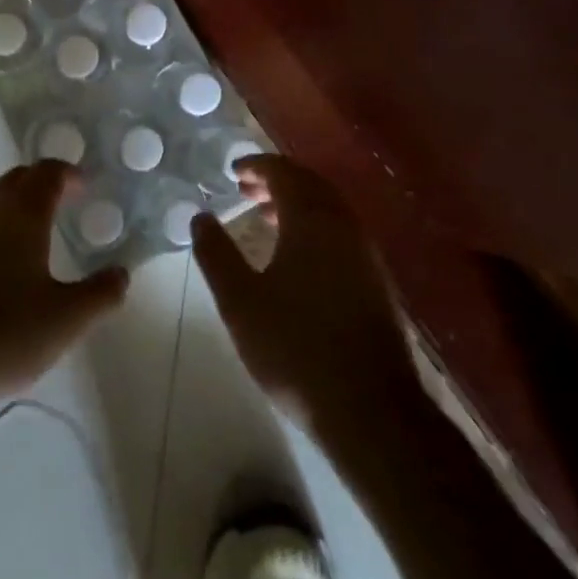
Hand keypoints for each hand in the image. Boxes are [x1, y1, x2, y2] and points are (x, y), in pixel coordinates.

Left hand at [0, 161, 126, 467]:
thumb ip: (101, 294)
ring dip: (11, 210)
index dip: (68, 174)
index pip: (47, 173)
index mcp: (21, 212)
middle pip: (16, 180)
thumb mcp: (66, 321)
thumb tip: (122, 273)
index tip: (83, 185)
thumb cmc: (2, 337)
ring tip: (28, 240)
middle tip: (61, 204)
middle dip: (40, 185)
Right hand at [192, 156, 415, 429]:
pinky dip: (316, 226)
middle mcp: (344, 225)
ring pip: (329, 209)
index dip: (257, 166)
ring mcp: (366, 254)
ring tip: (267, 219)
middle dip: (277, 180)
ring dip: (297, 204)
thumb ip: (216, 254)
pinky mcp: (377, 282)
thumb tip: (200, 217)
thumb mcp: (240, 302)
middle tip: (246, 191)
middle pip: (310, 184)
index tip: (233, 171)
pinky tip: (298, 257)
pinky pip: (342, 232)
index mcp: (312, 220)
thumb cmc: (297, 349)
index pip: (284, 172)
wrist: (372, 412)